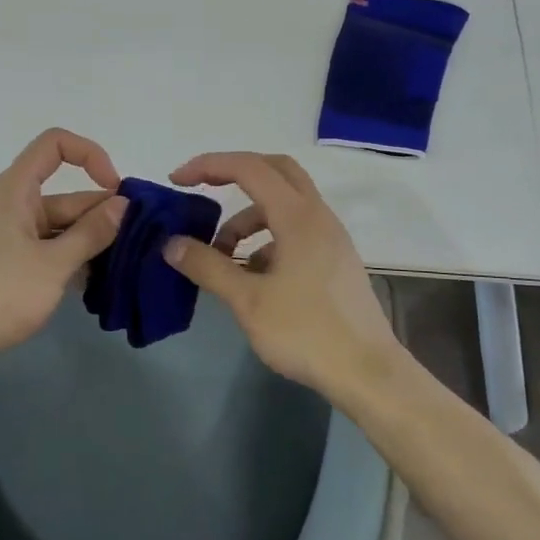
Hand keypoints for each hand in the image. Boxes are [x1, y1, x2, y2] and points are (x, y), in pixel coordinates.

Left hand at [0, 129, 127, 377]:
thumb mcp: (53, 264)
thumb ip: (91, 233)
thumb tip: (123, 204)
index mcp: (15, 190)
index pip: (55, 145)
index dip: (90, 155)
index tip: (116, 190)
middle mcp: (12, 205)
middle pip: (66, 195)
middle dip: (102, 214)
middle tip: (140, 242)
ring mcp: (10, 237)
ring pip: (61, 227)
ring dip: (91, 242)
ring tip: (127, 266)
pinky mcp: (9, 265)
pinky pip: (49, 250)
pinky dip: (72, 261)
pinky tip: (98, 283)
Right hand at [163, 152, 401, 404]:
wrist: (368, 374)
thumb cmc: (306, 332)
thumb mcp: (248, 301)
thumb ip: (208, 266)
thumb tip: (171, 244)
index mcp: (298, 216)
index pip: (249, 168)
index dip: (209, 166)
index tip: (178, 181)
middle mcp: (318, 216)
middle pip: (274, 171)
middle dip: (233, 174)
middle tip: (201, 191)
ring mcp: (330, 237)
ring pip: (284, 205)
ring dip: (248, 218)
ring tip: (222, 255)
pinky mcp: (334, 259)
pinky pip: (294, 230)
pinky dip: (266, 239)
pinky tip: (252, 276)